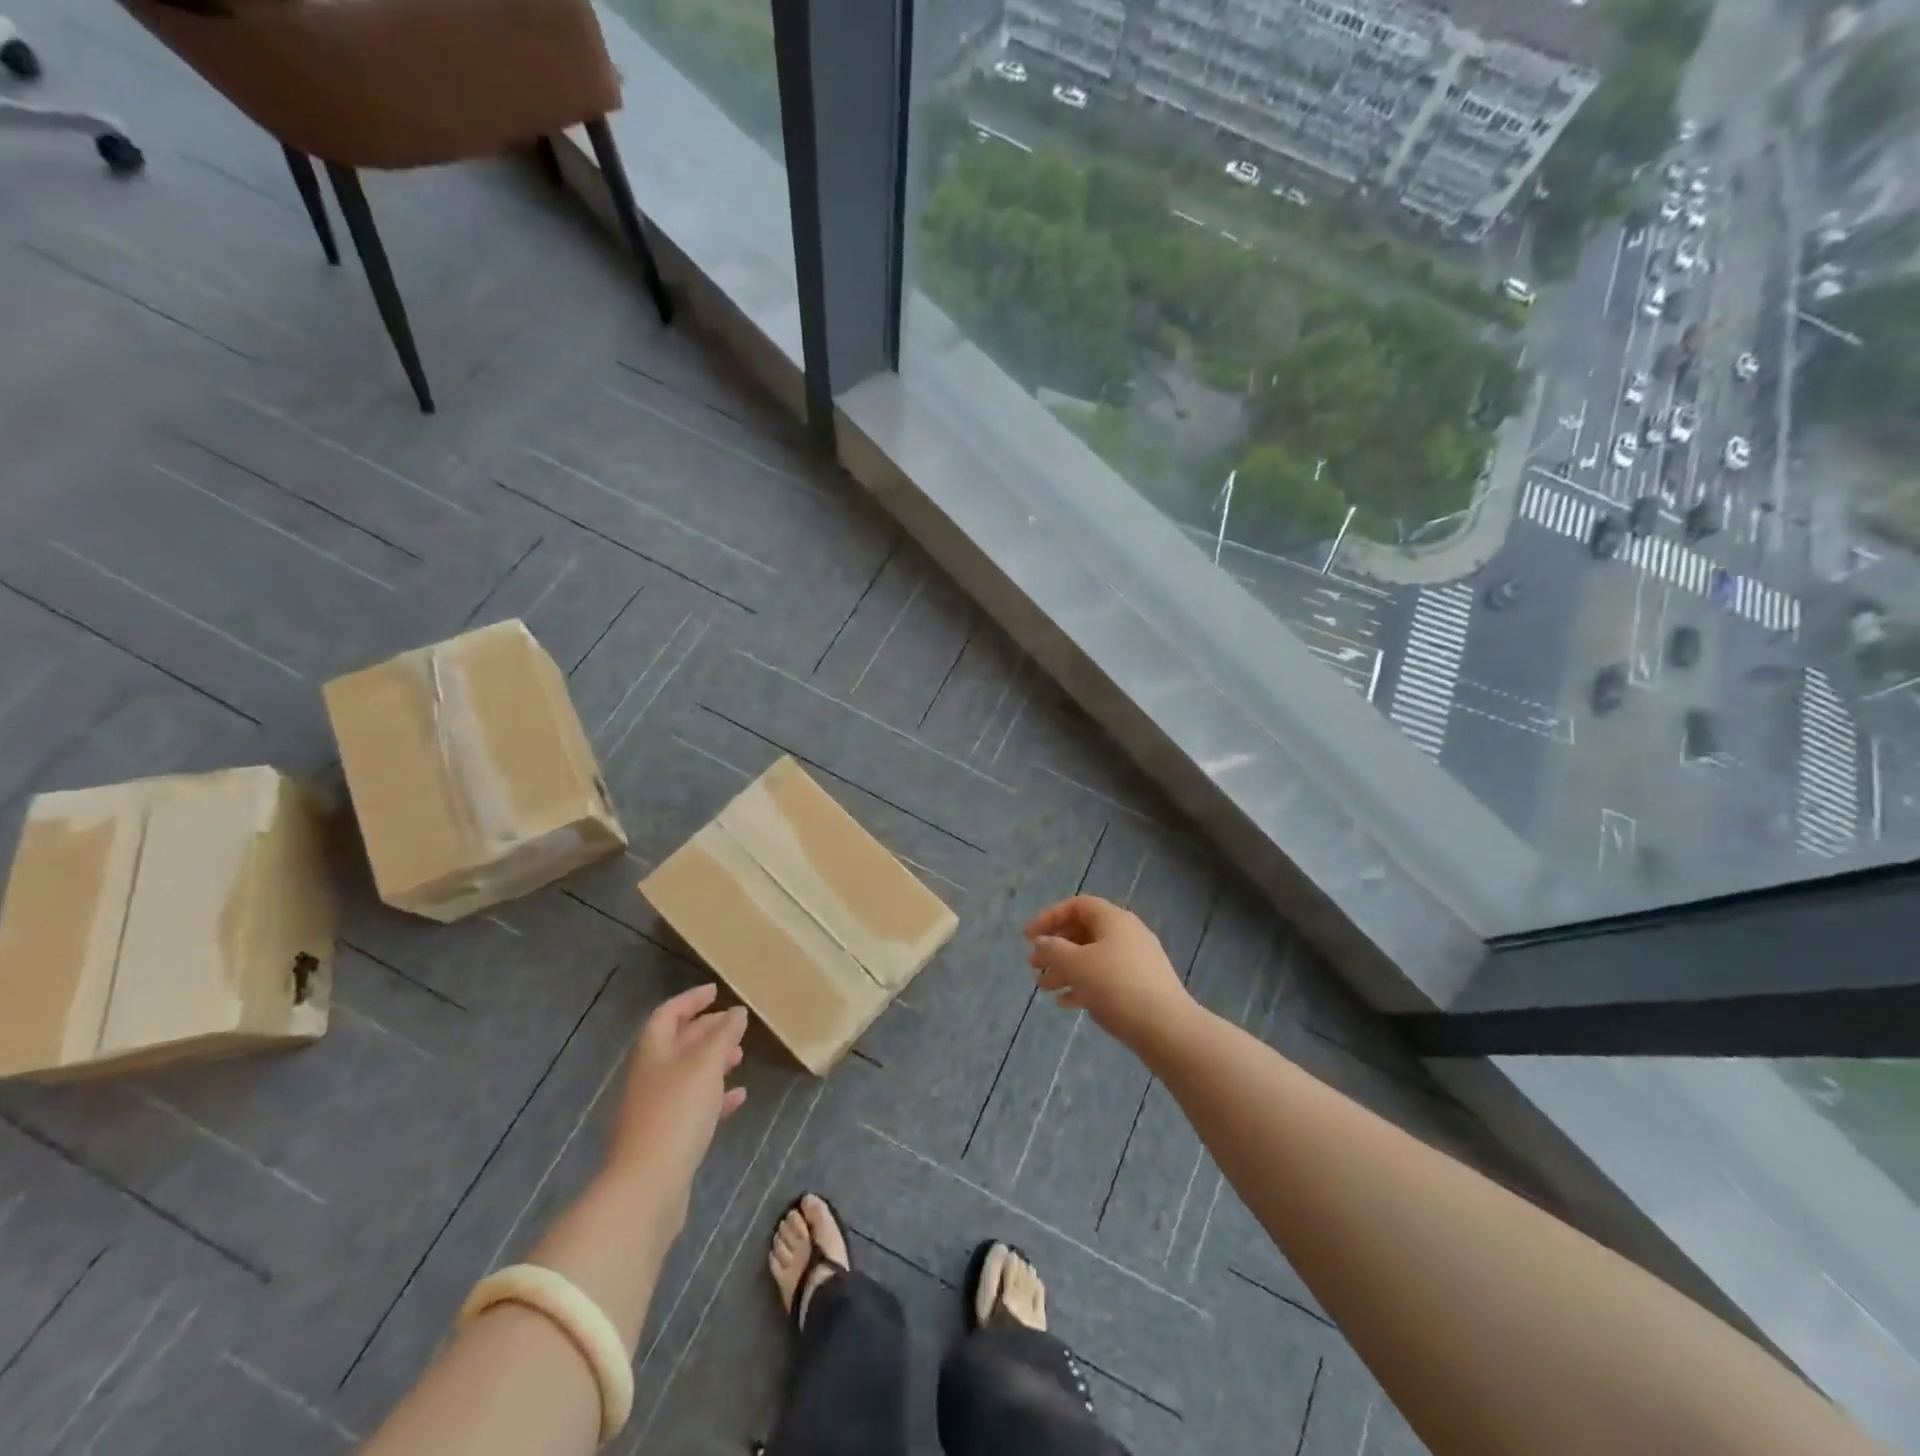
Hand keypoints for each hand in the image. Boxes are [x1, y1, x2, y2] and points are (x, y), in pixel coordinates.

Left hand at [607, 984, 747, 1220]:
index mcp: (653, 1051)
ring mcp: (657, 1107)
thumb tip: (737, 1012)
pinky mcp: (668, 1137)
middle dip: (707, 1030)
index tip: (716, 991)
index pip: (668, 1013)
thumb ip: (723, 1035)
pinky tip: (738, 1097)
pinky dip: (716, 1096)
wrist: (648, 1186)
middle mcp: (651, 1075)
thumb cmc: (676, 1113)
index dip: (691, 1000)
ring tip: (741, 1056)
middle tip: (736, 1024)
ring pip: (688, 1073)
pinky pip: (694, 1105)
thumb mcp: (706, 1065)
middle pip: (678, 1042)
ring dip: (714, 1061)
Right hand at [1025, 895, 1196, 1055]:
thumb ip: (1053, 949)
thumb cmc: (1117, 987)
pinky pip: (1106, 978)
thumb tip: (1042, 941)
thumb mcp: (1077, 965)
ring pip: (1094, 958)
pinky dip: (1084, 985)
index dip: (1049, 917)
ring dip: (1066, 969)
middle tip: (1033, 965)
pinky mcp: (1142, 987)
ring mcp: (1138, 961)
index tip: (1028, 938)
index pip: (1077, 906)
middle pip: (1084, 932)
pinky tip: (1067, 1003)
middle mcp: (1127, 934)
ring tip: (1045, 988)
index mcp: (1114, 920)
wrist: (1167, 1029)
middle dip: (1056, 947)